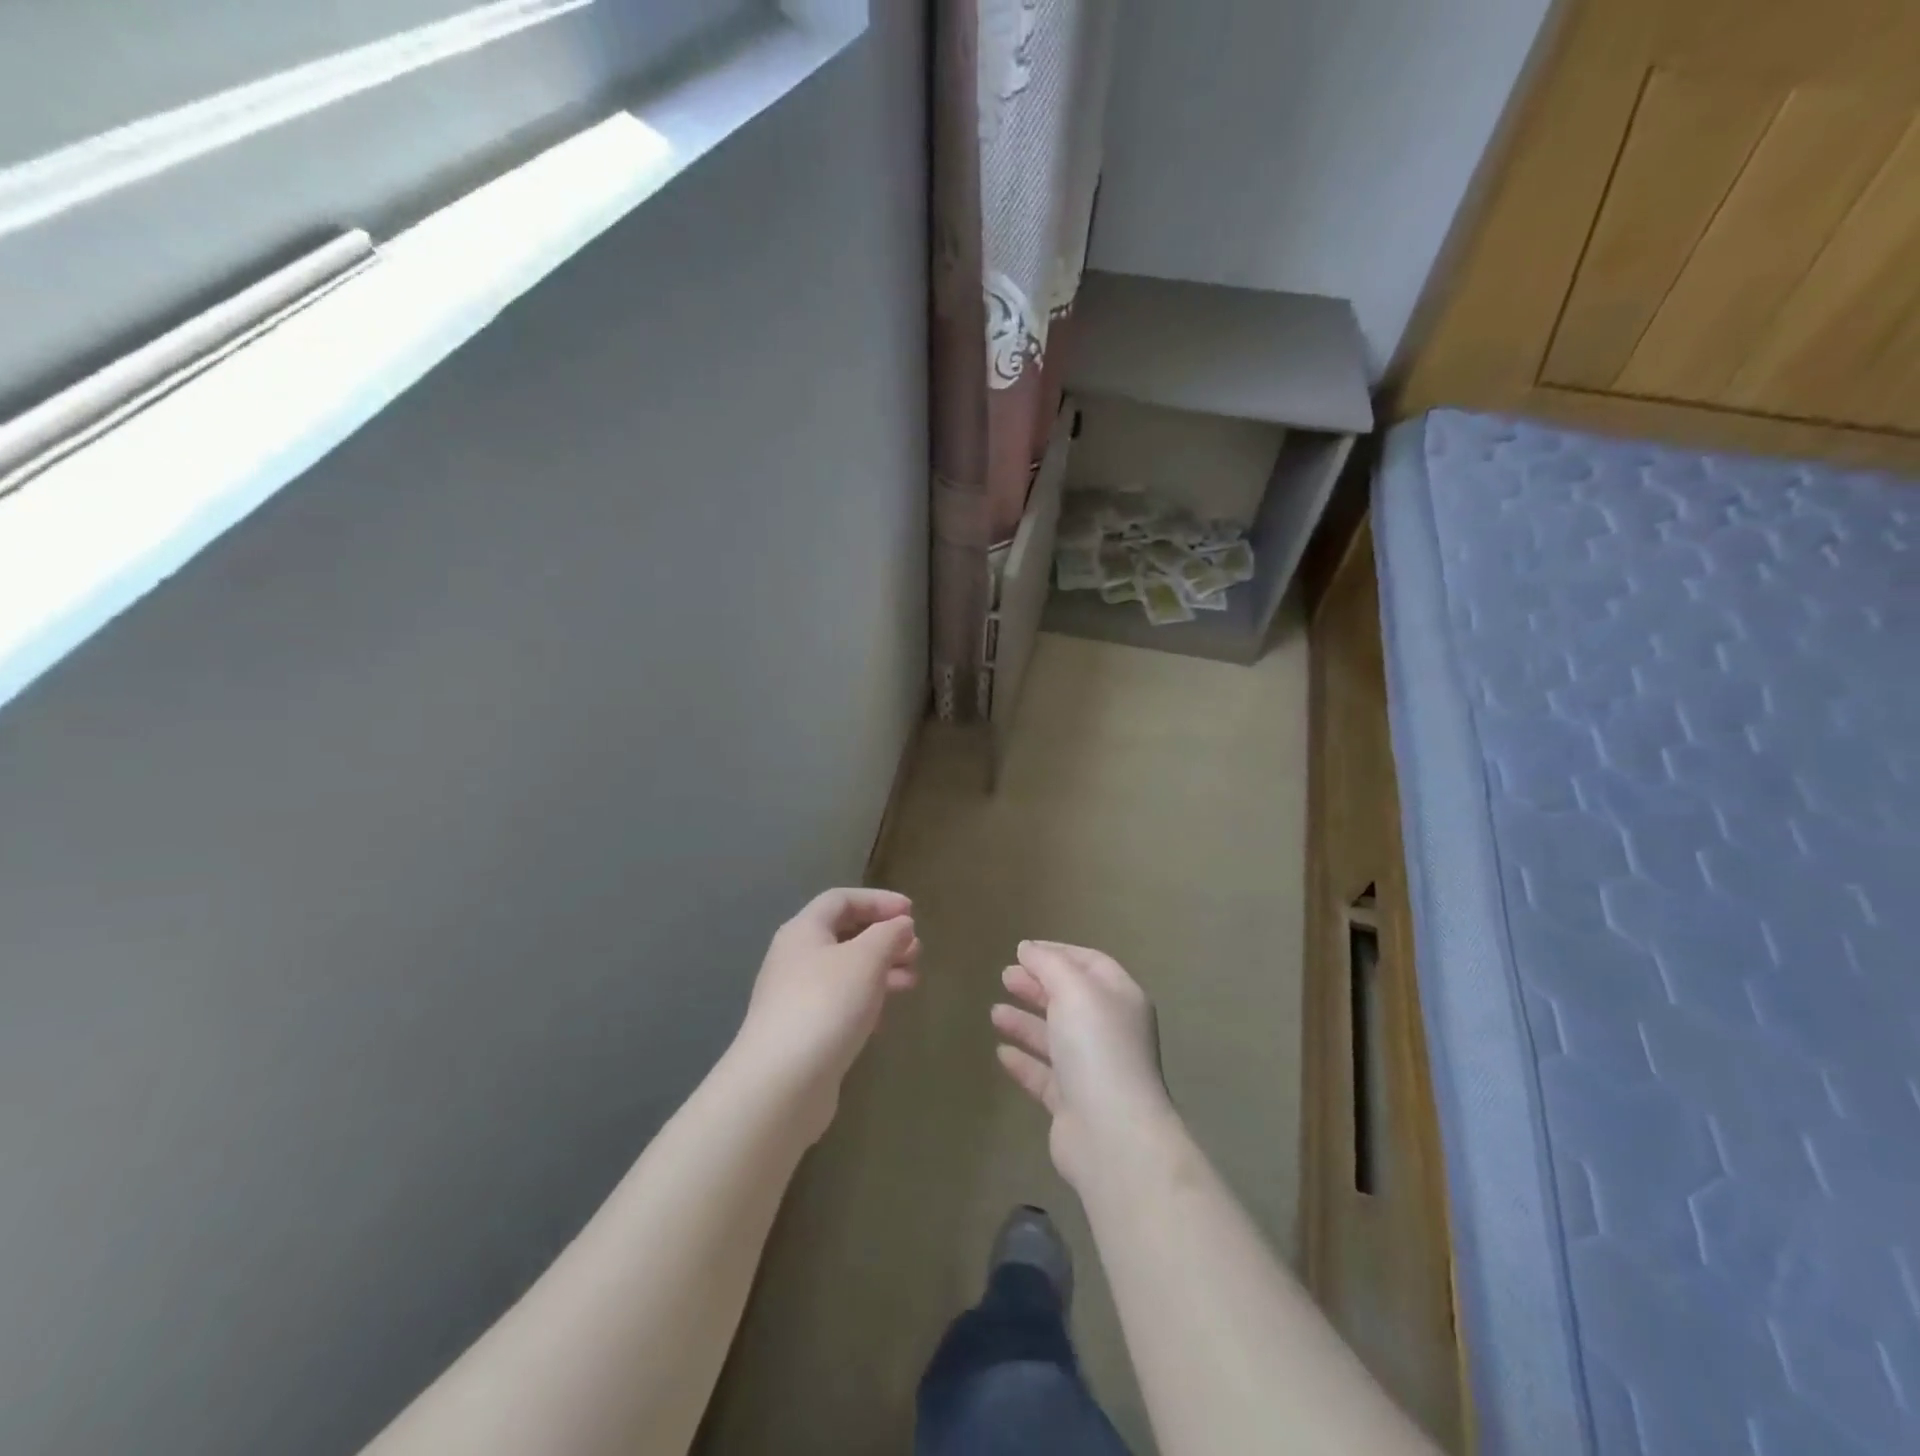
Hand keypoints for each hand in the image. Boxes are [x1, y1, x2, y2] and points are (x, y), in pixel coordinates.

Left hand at [731, 888, 918, 1140]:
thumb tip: (900, 924)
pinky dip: (866, 1000)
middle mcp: (795, 958)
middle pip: (843, 935)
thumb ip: (888, 934)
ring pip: (845, 971)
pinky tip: (885, 1016)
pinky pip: (840, 1003)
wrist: (781, 1084)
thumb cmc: (826, 1005)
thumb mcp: (866, 959)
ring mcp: (795, 997)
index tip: (912, 913)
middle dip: (883, 938)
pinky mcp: (803, 1032)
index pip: (841, 899)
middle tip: (916, 951)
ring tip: (912, 982)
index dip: (878, 900)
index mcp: (803, 931)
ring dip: (880, 970)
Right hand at [991, 940, 1178, 1189]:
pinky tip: (1001, 1052)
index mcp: (1120, 998)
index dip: (1057, 952)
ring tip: (995, 1012)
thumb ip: (1049, 964)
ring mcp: (1093, 1069)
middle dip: (1037, 985)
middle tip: (1004, 976)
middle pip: (1070, 999)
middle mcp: (1110, 1031)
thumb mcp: (1073, 990)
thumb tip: (1028, 948)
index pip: (1089, 963)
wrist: (1111, 1134)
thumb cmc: (1097, 1047)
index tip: (1022, 950)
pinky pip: (1045, 1075)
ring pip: (1055, 1037)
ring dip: (1025, 1022)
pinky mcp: (1073, 1104)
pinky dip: (1024, 1061)